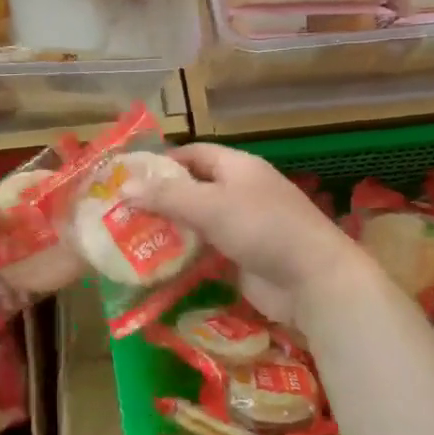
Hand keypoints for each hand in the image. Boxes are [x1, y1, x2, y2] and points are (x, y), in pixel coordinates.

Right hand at [121, 144, 368, 325]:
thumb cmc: (262, 228)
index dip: (162, 161)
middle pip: (193, 188)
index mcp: (237, 167)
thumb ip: (166, 196)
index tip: (129, 176)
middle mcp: (240, 192)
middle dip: (160, 199)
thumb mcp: (209, 206)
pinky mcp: (242, 259)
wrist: (312, 281)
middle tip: (121, 211)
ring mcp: (243, 227)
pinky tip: (156, 265)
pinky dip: (184, 256)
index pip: (194, 153)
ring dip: (170, 230)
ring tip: (129, 239)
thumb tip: (123, 188)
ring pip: (198, 222)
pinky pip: (206, 252)